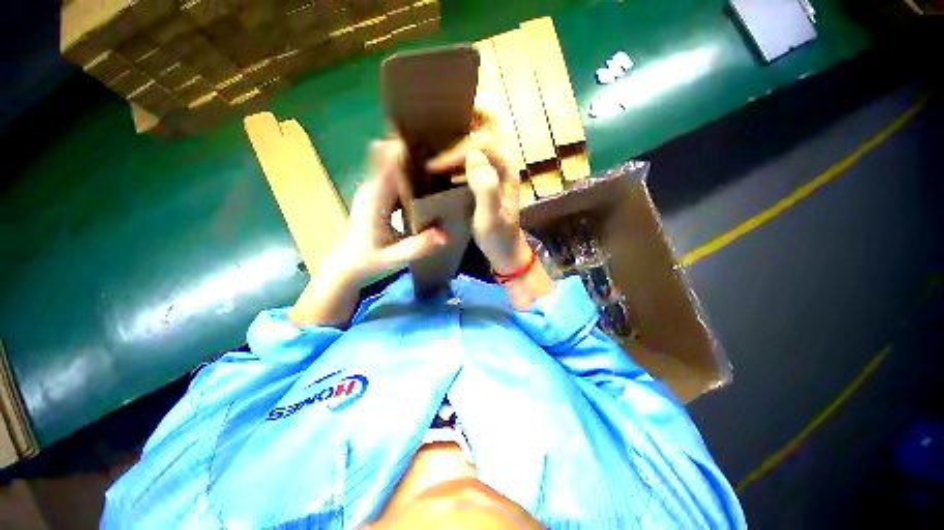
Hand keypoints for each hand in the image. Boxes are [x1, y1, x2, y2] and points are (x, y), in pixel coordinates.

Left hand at [332, 140, 447, 286]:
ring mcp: (372, 189)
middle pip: (389, 157)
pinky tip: (425, 181)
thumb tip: (446, 234)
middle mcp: (371, 188)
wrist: (347, 265)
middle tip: (441, 154)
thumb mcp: (395, 257)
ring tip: (437, 163)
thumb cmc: (368, 261)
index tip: (428, 141)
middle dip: (412, 151)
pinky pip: (392, 175)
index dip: (404, 148)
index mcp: (375, 198)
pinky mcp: (375, 195)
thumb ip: (419, 246)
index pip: (387, 162)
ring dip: (410, 161)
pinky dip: (407, 173)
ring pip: (390, 164)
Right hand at [425, 112, 530, 273]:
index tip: (433, 164)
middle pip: (491, 123)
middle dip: (469, 112)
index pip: (479, 143)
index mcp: (505, 169)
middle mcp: (504, 161)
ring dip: (464, 124)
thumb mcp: (490, 219)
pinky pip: (477, 149)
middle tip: (441, 114)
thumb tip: (473, 156)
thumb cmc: (497, 236)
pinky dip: (461, 142)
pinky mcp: (489, 174)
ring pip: (484, 133)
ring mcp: (497, 167)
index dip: (455, 150)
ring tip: (439, 126)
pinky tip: (444, 150)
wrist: (506, 249)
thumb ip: (486, 189)